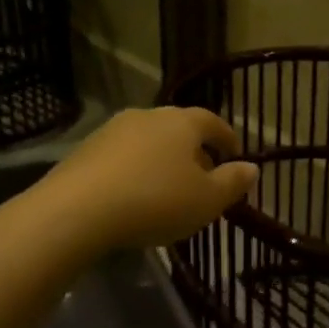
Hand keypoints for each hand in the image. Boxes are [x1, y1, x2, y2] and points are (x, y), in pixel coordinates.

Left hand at [32, 107, 257, 252]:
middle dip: (194, 150)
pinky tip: (135, 196)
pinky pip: (122, 157)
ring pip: (149, 141)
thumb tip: (252, 167)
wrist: (76, 211)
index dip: (227, 138)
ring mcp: (111, 131)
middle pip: (178, 129)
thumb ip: (232, 183)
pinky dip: (136, 170)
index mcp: (181, 122)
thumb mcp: (206, 200)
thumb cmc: (155, 201)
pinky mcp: (85, 151)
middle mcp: (147, 116)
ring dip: (163, 160)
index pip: (212, 121)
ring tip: (169, 189)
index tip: (236, 154)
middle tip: (204, 176)